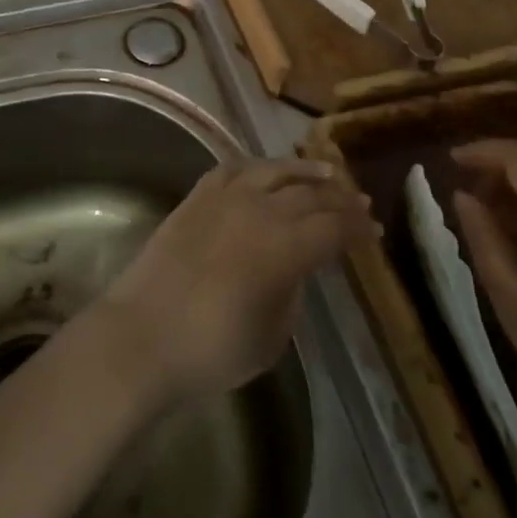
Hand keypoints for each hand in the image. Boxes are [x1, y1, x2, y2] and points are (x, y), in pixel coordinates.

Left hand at [95, 158, 377, 404]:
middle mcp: (259, 211)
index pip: (333, 227)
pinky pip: (231, 169)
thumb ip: (292, 294)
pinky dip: (255, 167)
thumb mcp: (272, 335)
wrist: (142, 336)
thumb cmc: (213, 350)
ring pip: (273, 170)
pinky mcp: (196, 197)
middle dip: (339, 198)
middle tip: (359, 201)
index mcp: (285, 248)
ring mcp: (224, 198)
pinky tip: (265, 171)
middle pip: (309, 195)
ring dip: (304, 171)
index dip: (357, 228)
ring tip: (326, 172)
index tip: (374, 231)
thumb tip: (295, 269)